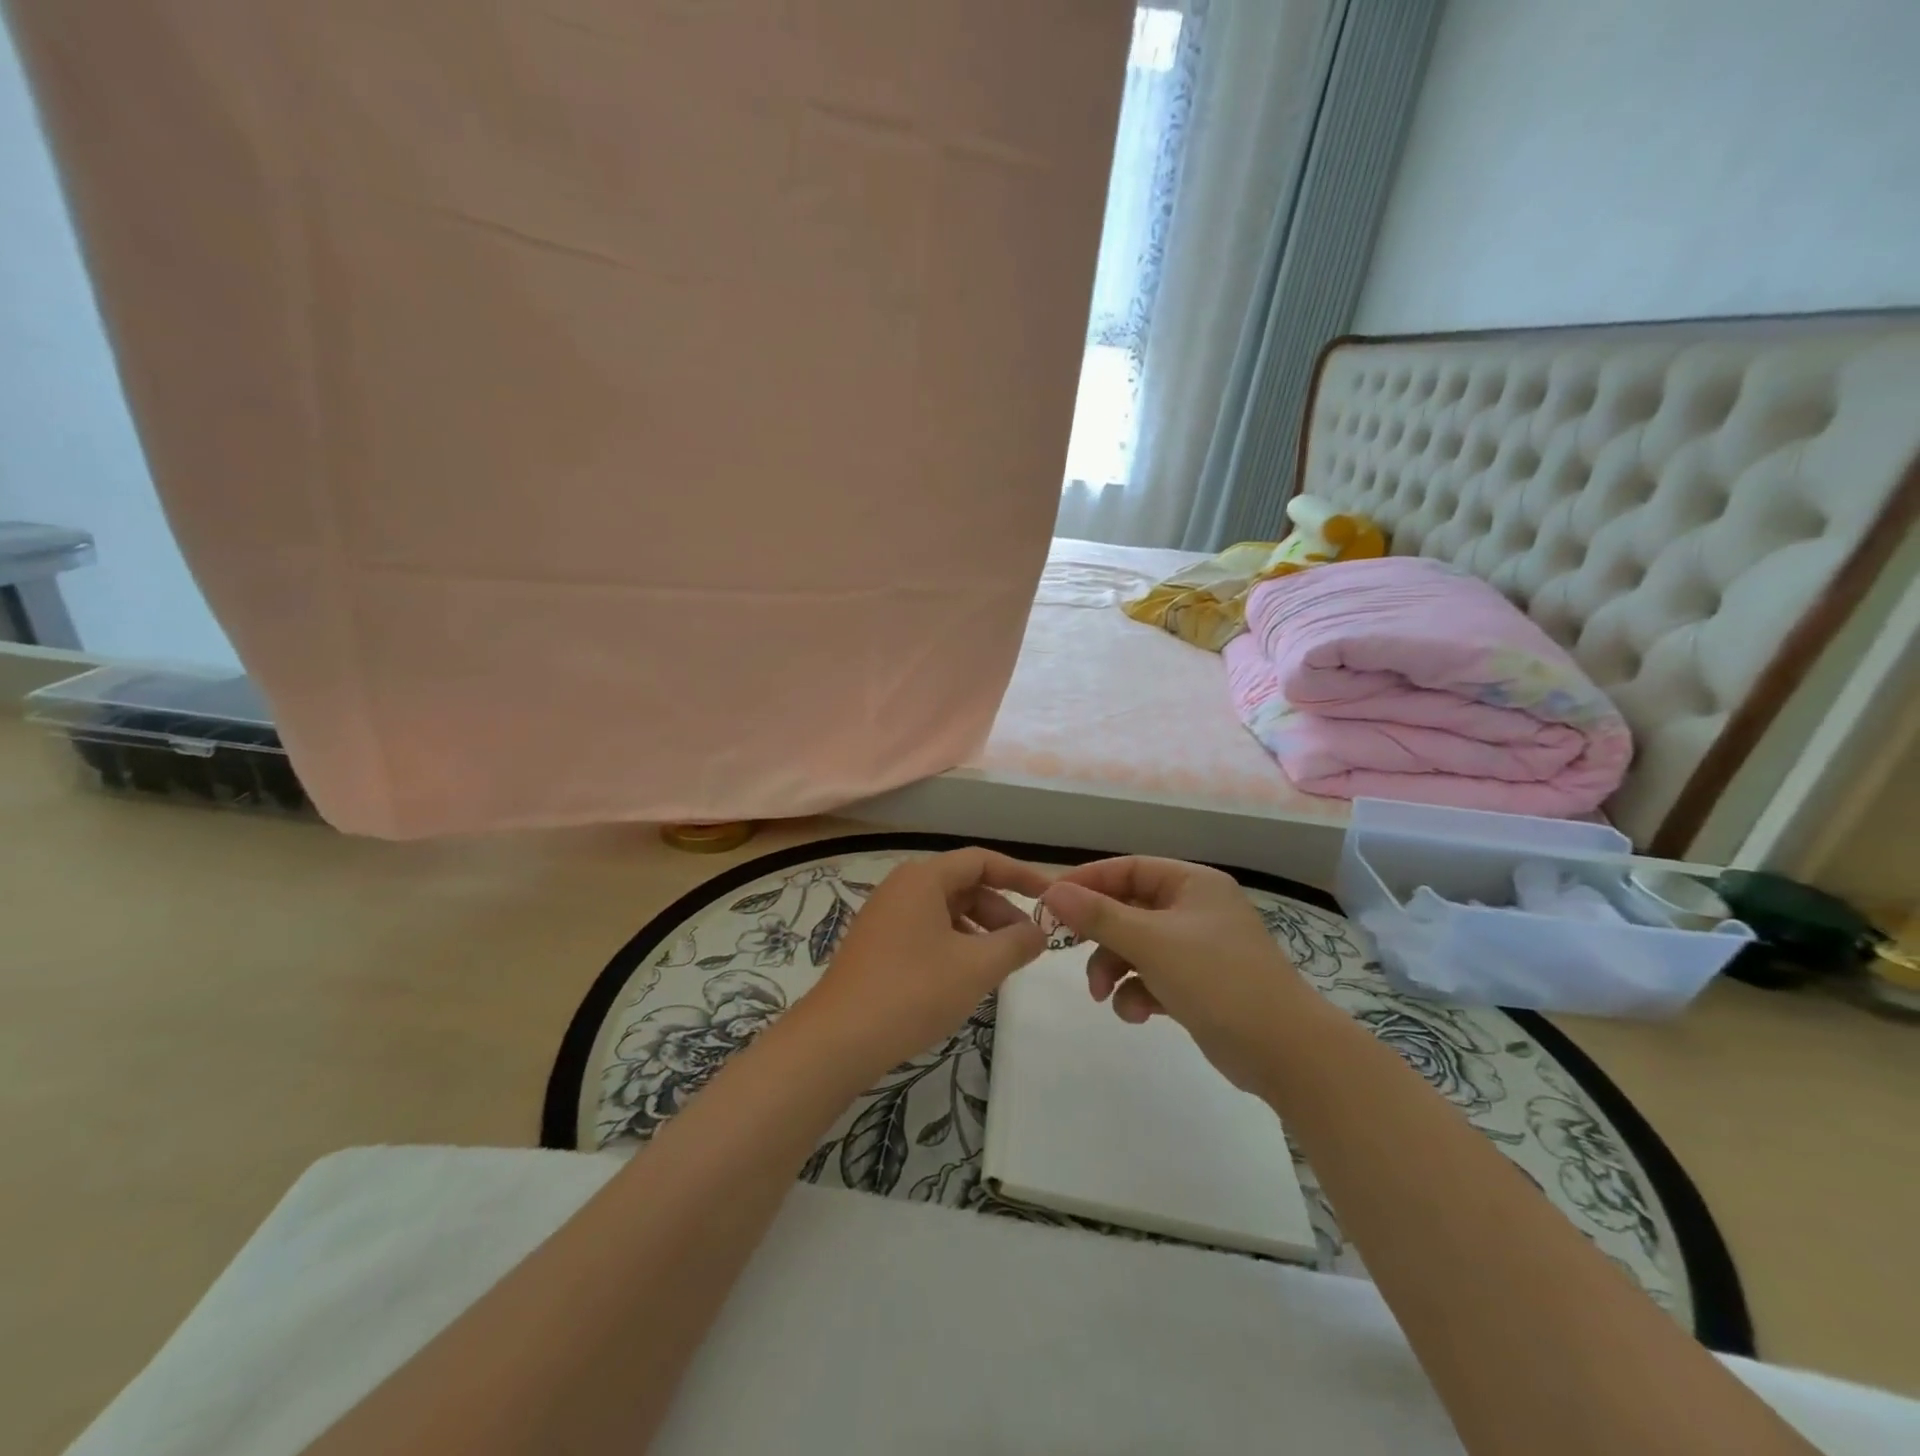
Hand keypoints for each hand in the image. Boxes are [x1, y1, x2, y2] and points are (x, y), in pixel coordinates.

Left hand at [795, 847, 1050, 1077]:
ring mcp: (885, 916)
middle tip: (1028, 944)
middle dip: (1001, 911)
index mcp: (923, 878)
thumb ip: (1016, 944)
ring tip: (1001, 965)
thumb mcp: (976, 967)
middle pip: (964, 885)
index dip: (1021, 874)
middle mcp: (902, 887)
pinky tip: (966, 977)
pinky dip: (955, 945)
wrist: (838, 1040)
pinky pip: (927, 931)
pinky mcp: (877, 945)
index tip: (1051, 897)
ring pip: (946, 911)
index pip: (982, 861)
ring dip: (980, 931)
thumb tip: (1040, 932)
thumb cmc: (913, 992)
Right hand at [1041, 856, 1312, 1091]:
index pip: (1129, 869)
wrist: (1286, 1052)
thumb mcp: (1151, 943)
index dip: (1088, 881)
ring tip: (1102, 995)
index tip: (1050, 901)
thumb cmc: (1218, 980)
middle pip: (1129, 909)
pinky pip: (1153, 977)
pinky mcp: (1199, 986)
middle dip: (1099, 935)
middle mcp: (1196, 909)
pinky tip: (1136, 1014)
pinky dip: (1138, 992)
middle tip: (1064, 948)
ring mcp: (1199, 949)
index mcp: (1193, 884)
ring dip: (1113, 968)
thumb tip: (1051, 891)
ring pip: (1137, 946)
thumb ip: (1099, 916)